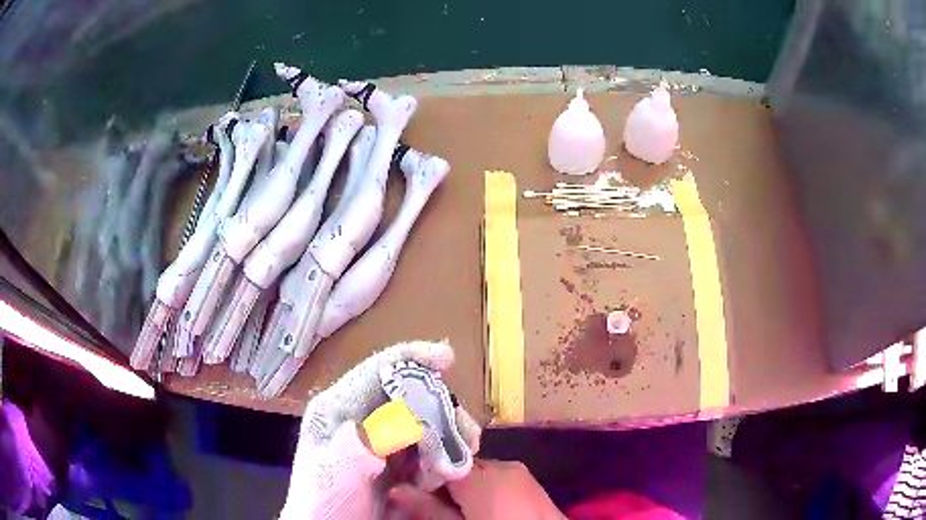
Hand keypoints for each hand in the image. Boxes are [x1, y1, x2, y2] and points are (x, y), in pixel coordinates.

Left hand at [280, 340, 481, 519]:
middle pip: (411, 395)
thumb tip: (375, 430)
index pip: (376, 371)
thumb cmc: (324, 504)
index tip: (447, 358)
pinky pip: (431, 445)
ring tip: (449, 471)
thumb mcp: (331, 479)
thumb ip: (349, 454)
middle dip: (442, 414)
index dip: (411, 358)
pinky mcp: (398, 457)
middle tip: (466, 441)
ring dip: (447, 440)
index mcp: (339, 409)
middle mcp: (362, 416)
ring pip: (427, 420)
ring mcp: (382, 437)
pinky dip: (444, 457)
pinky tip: (438, 479)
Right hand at [388, 459, 565, 518]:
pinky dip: (483, 490)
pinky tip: (481, 510)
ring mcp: (519, 472)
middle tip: (431, 505)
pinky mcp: (530, 481)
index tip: (408, 488)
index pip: (439, 460)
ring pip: (478, 473)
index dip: (421, 474)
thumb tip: (396, 489)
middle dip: (442, 482)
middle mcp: (501, 465)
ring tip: (456, 511)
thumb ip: (429, 508)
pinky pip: (496, 479)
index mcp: (482, 474)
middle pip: (459, 466)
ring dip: (462, 487)